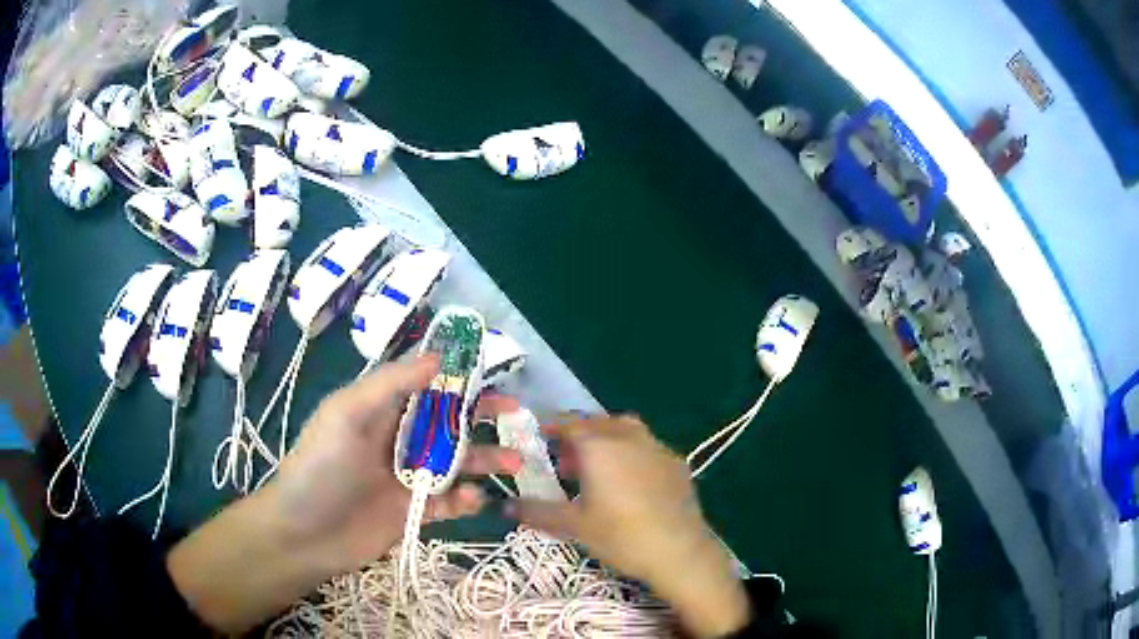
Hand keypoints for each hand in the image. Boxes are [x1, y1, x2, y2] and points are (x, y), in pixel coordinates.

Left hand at [267, 355, 521, 572]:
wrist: (304, 535)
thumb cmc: (320, 468)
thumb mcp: (345, 415)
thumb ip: (389, 385)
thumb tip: (438, 357)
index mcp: (380, 409)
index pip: (424, 384)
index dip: (457, 375)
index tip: (492, 372)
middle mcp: (397, 439)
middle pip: (447, 421)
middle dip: (481, 416)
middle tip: (516, 415)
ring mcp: (407, 477)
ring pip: (455, 462)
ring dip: (485, 459)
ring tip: (514, 462)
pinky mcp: (414, 511)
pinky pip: (449, 501)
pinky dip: (465, 499)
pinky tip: (473, 499)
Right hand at [508, 416, 749, 637]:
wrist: (679, 550)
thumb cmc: (620, 535)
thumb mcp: (573, 525)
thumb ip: (536, 511)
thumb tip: (504, 506)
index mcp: (599, 445)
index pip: (568, 423)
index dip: (552, 428)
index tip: (540, 438)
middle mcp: (628, 436)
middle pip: (597, 423)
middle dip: (578, 436)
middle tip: (567, 463)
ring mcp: (657, 446)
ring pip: (626, 430)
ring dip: (607, 440)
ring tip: (598, 470)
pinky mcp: (676, 461)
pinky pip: (647, 446)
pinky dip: (632, 454)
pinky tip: (632, 482)